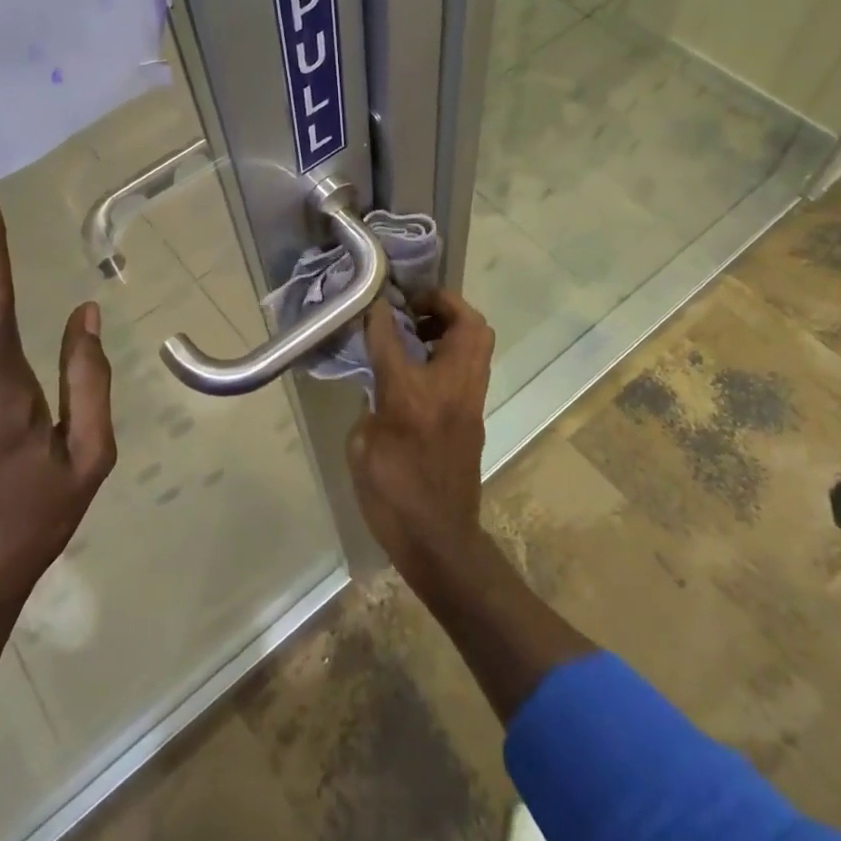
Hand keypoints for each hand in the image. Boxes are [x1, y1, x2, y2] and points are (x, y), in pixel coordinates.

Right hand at [350, 288, 495, 581]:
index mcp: (411, 395)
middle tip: (414, 308)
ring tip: (419, 332)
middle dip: (443, 303)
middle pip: (467, 324)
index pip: (395, 337)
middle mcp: (449, 388)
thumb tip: (379, 382)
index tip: (373, 299)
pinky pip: (473, 365)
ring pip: (479, 341)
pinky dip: (454, 350)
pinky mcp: (476, 414)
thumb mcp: (361, 447)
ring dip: (453, 324)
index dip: (381, 313)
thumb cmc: (391, 497)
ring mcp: (470, 400)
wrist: (439, 540)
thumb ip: (370, 403)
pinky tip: (425, 366)